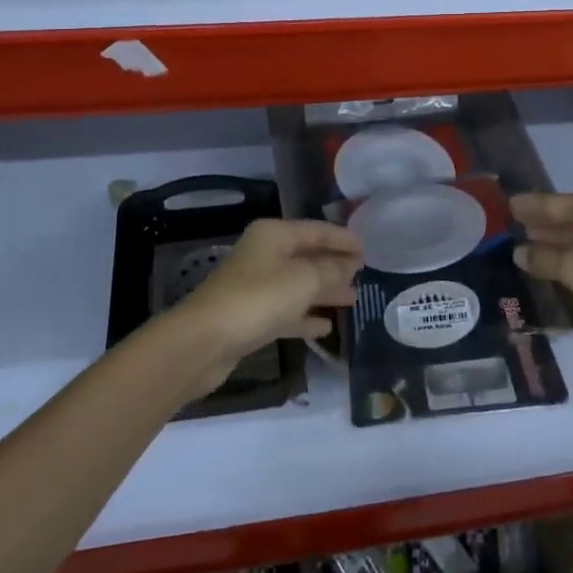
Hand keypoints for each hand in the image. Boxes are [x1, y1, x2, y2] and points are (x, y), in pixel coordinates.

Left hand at [178, 219, 361, 394]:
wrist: (204, 341)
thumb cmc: (258, 299)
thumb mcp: (304, 280)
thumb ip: (330, 271)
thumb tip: (349, 266)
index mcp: (274, 235)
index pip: (317, 230)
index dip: (343, 239)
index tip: (368, 250)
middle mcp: (264, 255)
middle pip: (307, 256)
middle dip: (335, 265)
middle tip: (364, 275)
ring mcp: (256, 287)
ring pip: (299, 285)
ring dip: (324, 291)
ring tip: (352, 299)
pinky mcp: (251, 317)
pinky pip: (286, 311)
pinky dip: (305, 316)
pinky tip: (326, 327)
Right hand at [512, 190, 572, 336]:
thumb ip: (543, 258)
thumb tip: (520, 251)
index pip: (548, 202)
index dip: (526, 206)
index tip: (505, 206)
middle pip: (567, 213)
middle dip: (542, 222)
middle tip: (515, 229)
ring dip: (560, 238)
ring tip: (535, 246)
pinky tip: (568, 260)